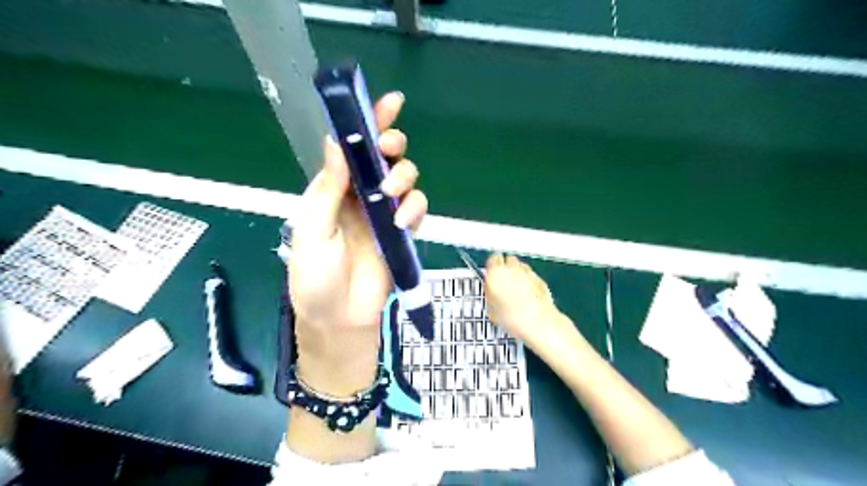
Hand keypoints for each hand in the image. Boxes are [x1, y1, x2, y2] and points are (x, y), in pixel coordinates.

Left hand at [288, 92, 427, 393]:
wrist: (339, 319)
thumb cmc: (316, 277)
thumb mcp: (313, 230)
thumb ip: (328, 187)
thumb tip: (336, 141)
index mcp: (334, 190)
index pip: (351, 148)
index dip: (369, 123)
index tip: (390, 103)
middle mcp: (361, 195)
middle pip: (385, 157)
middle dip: (392, 146)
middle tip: (389, 151)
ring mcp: (384, 214)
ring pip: (406, 178)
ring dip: (404, 177)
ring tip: (392, 195)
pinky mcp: (402, 232)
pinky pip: (416, 209)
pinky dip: (414, 209)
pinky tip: (400, 223)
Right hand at [485, 253, 573, 349]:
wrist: (537, 323)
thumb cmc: (513, 317)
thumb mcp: (491, 310)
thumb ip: (489, 294)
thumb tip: (490, 292)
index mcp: (496, 272)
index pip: (492, 259)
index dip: (491, 268)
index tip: (491, 276)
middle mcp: (512, 268)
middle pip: (508, 260)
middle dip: (505, 269)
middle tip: (503, 284)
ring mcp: (527, 272)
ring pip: (520, 267)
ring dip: (517, 275)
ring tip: (515, 291)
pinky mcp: (540, 279)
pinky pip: (531, 276)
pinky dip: (528, 282)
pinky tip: (527, 296)